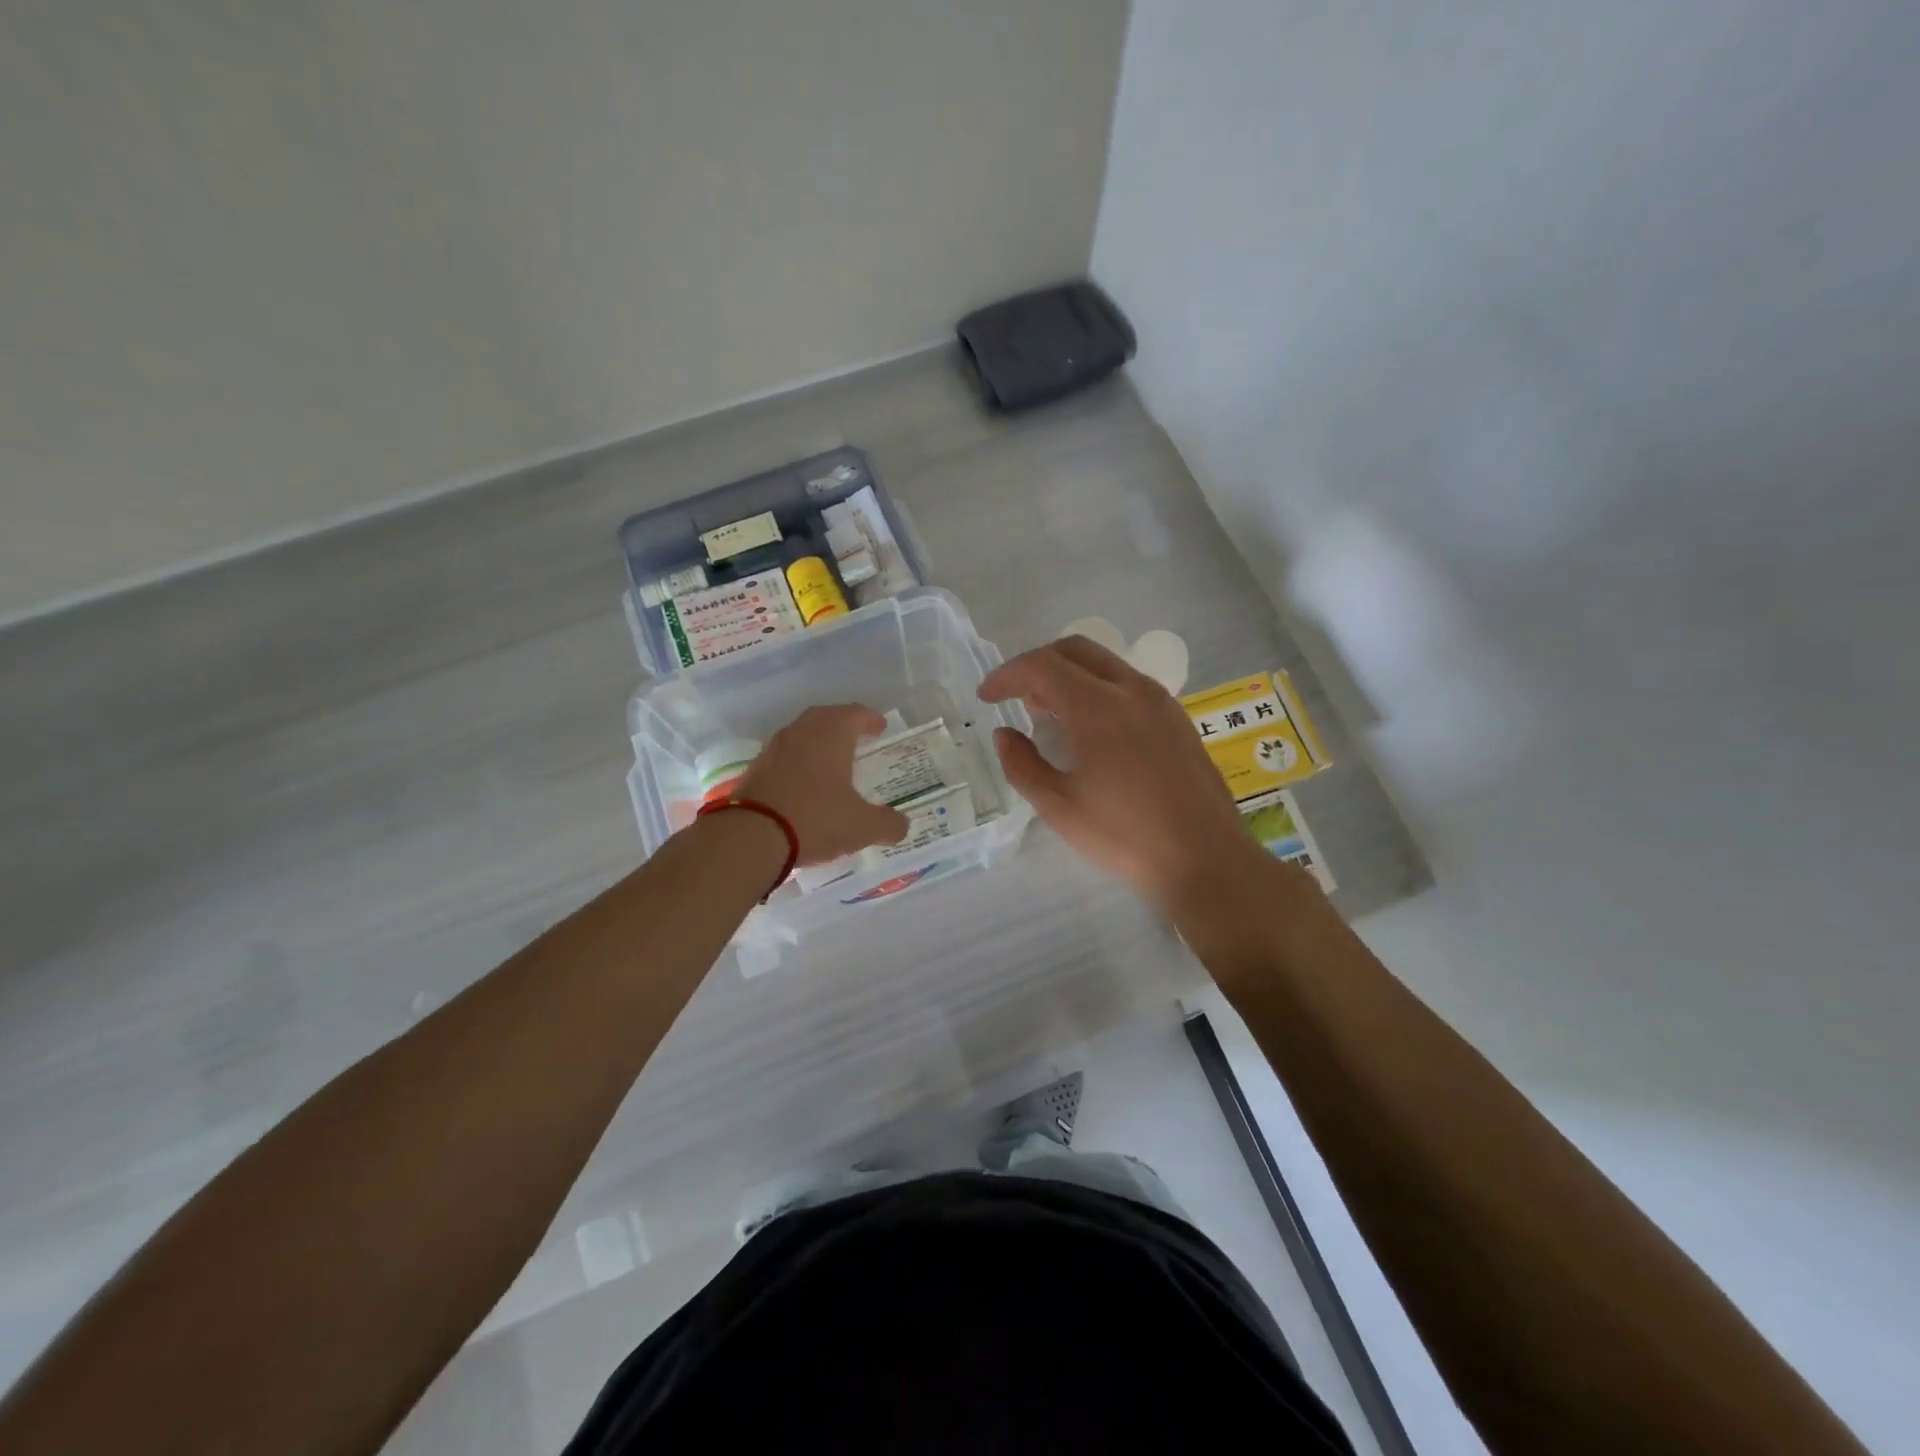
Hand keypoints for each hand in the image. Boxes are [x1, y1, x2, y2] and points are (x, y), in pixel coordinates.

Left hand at [735, 704, 908, 864]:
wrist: (750, 837)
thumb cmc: (815, 819)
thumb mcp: (862, 827)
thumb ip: (887, 824)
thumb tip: (901, 825)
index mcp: (831, 735)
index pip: (855, 714)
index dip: (870, 719)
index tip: (880, 727)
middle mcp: (800, 733)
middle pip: (824, 718)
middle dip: (842, 724)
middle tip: (856, 736)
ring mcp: (773, 750)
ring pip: (800, 735)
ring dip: (817, 742)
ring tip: (830, 759)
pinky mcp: (754, 770)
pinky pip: (783, 757)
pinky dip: (798, 762)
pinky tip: (804, 782)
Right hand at [979, 637, 1263, 909]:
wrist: (1205, 858)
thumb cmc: (1125, 836)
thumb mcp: (1059, 807)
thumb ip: (1022, 764)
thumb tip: (1005, 734)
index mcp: (1099, 707)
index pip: (1042, 666)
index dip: (1007, 675)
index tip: (987, 697)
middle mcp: (1132, 690)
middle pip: (1075, 650)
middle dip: (1037, 664)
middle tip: (1015, 696)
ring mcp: (1160, 701)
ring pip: (1104, 664)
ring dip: (1069, 675)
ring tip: (1048, 712)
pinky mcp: (1176, 717)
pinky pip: (1127, 683)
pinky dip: (1097, 688)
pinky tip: (1089, 728)